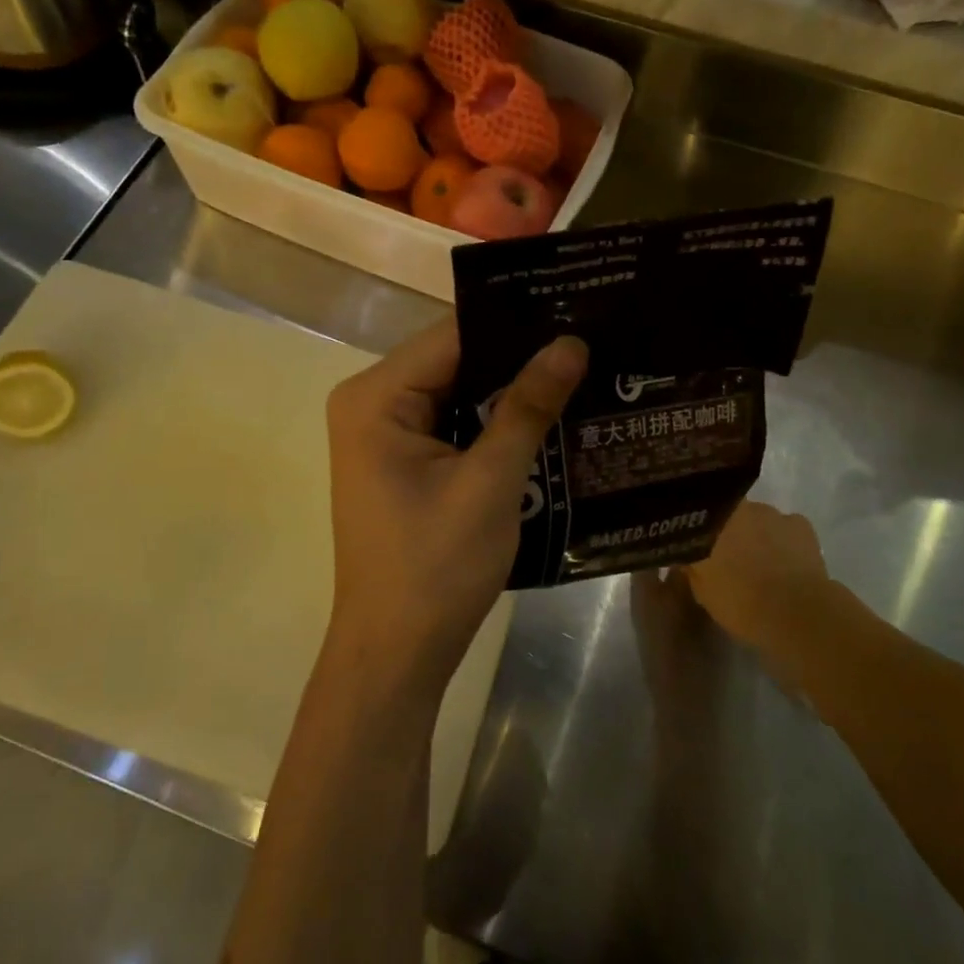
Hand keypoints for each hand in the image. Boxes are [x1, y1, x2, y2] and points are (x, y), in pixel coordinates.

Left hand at [325, 318, 586, 696]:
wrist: (397, 653)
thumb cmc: (435, 568)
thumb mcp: (489, 483)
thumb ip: (527, 407)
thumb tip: (571, 342)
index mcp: (375, 397)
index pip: (454, 335)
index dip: (517, 323)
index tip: (578, 309)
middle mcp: (371, 402)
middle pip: (456, 360)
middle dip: (519, 357)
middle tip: (592, 342)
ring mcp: (384, 433)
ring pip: (459, 391)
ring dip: (511, 391)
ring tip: (583, 371)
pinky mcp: (403, 460)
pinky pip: (454, 423)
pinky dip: (494, 422)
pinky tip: (548, 416)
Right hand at [681, 501, 867, 685]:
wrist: (798, 614)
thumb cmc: (742, 601)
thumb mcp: (702, 591)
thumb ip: (691, 567)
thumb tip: (685, 556)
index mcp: (712, 520)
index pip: (697, 516)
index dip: (696, 531)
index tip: (696, 548)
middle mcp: (740, 507)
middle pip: (728, 515)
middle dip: (727, 532)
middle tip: (727, 558)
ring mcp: (773, 513)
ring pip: (757, 520)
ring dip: (755, 536)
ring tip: (759, 563)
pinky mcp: (801, 526)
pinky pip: (785, 528)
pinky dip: (782, 540)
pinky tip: (783, 562)